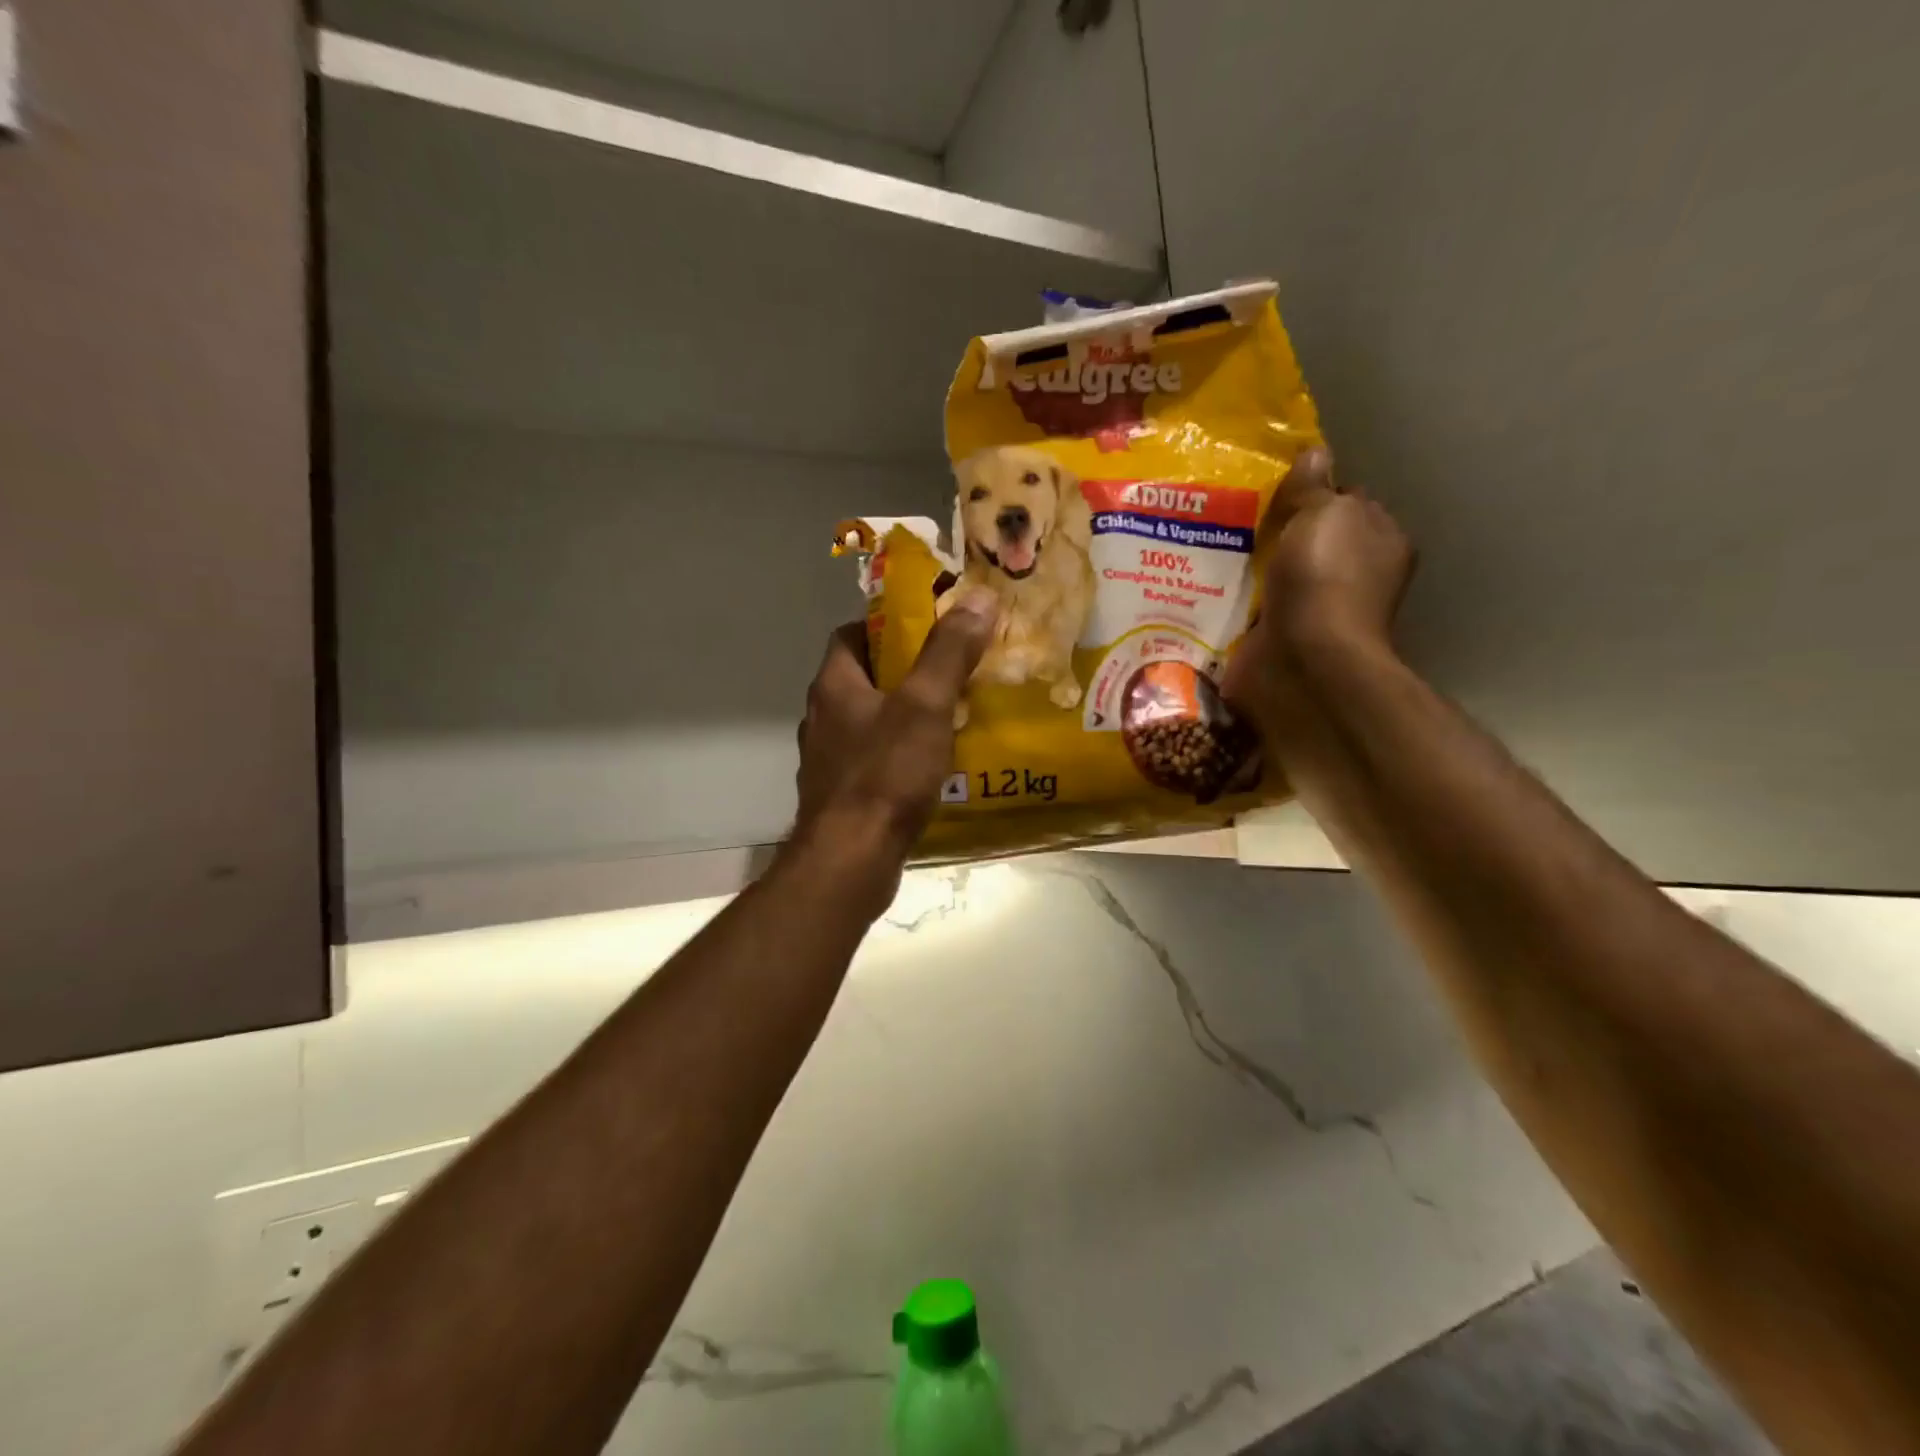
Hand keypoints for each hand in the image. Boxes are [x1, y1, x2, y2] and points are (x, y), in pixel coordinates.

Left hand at [792, 592, 997, 865]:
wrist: (851, 859)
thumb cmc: (884, 774)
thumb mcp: (925, 705)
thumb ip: (949, 652)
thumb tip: (978, 598)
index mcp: (834, 686)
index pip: (850, 635)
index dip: (885, 625)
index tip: (927, 628)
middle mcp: (822, 718)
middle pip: (863, 679)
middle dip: (905, 672)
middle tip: (952, 671)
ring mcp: (828, 760)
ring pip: (869, 723)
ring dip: (904, 716)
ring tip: (952, 716)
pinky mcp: (842, 796)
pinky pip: (874, 761)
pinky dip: (900, 756)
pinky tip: (934, 767)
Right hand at [1222, 447, 1416, 730]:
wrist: (1301, 661)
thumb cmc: (1324, 578)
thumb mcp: (1324, 513)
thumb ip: (1314, 485)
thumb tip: (1314, 453)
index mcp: (1377, 542)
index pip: (1347, 503)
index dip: (1314, 490)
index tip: (1273, 484)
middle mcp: (1350, 577)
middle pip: (1305, 540)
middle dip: (1271, 529)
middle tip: (1228, 511)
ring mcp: (1312, 611)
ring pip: (1273, 575)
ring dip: (1246, 566)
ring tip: (1204, 543)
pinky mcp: (1275, 638)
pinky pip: (1248, 609)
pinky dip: (1229, 600)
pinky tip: (1200, 582)